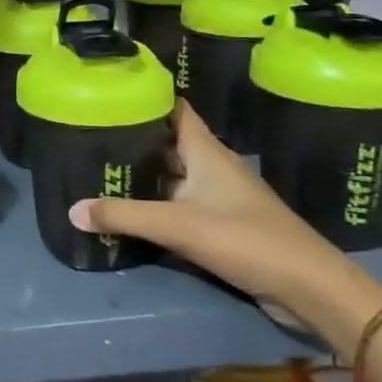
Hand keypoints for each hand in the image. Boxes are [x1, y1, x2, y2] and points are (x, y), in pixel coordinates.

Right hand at [69, 102, 381, 351]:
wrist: (309, 288)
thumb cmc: (246, 240)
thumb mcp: (178, 226)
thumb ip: (124, 215)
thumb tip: (71, 210)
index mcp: (205, 151)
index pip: (174, 109)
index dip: (146, 97)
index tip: (110, 93)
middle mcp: (211, 166)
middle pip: (168, 142)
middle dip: (133, 138)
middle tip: (89, 135)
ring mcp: (218, 197)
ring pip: (172, 175)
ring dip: (143, 173)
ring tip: (100, 169)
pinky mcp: (222, 224)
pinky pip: (180, 204)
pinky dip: (156, 203)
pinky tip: (130, 210)